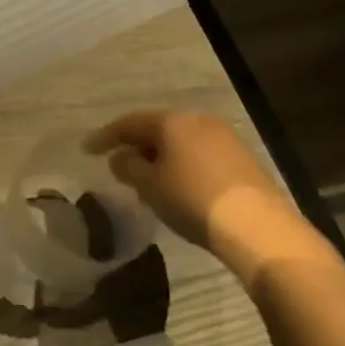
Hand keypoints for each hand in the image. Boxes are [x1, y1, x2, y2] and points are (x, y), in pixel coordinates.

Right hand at [84, 110, 327, 279]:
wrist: (257, 226)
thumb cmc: (192, 200)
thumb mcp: (149, 186)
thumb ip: (128, 167)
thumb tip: (121, 157)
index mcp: (170, 121)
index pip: (129, 123)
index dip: (105, 137)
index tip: (87, 150)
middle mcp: (197, 119)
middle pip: (157, 128)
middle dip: (136, 146)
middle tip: (119, 165)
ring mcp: (223, 136)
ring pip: (180, 141)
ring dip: (160, 157)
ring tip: (148, 180)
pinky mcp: (241, 157)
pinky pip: (199, 153)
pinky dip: (182, 164)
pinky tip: (178, 186)